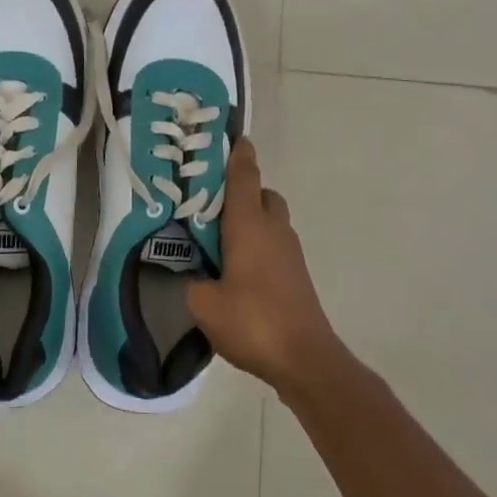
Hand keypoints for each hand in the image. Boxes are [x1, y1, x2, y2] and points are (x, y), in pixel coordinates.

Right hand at [187, 138, 341, 389]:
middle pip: (261, 194)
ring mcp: (289, 252)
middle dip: (241, 190)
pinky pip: (273, 243)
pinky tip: (235, 268)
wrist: (305, 359)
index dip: (237, 155)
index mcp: (248, 225)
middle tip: (209, 203)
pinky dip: (256, 243)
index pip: (243, 177)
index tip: (233, 137)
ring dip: (249, 219)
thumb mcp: (202, 303)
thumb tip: (194, 275)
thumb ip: (191, 281)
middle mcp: (273, 230)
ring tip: (217, 239)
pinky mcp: (296, 275)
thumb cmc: (252, 321)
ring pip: (270, 220)